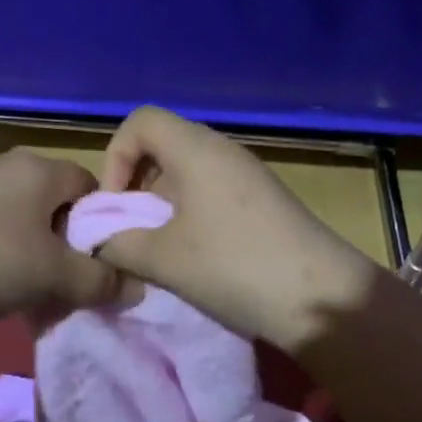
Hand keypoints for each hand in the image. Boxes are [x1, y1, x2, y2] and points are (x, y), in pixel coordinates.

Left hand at [0, 148, 129, 329]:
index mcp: (40, 168)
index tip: (102, 263)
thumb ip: (100, 281)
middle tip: (72, 284)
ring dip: (37, 256)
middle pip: (58, 206)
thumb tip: (136, 287)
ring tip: (36, 293)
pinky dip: (6, 258)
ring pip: (26, 223)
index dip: (104, 225)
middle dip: (70, 246)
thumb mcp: (55, 275)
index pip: (92, 186)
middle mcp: (8, 167)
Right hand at [95, 107, 378, 352]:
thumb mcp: (163, 259)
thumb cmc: (234, 267)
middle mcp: (223, 152)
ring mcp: (247, 176)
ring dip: (162, 206)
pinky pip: (211, 193)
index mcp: (196, 150)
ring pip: (187, 174)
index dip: (115, 156)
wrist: (323, 299)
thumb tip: (97, 241)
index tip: (117, 205)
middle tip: (132, 230)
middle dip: (136, 186)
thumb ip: (117, 244)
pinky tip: (194, 256)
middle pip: (162, 146)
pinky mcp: (263, 202)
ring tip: (160, 249)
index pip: (141, 121)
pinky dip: (189, 215)